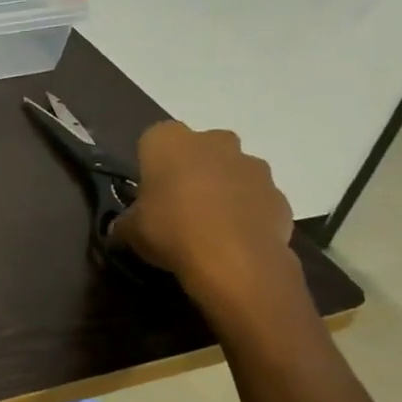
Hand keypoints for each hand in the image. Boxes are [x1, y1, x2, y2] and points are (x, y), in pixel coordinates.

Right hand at [110, 121, 297, 310]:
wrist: (235, 260)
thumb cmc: (171, 231)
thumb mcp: (131, 231)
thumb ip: (126, 222)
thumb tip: (123, 226)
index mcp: (169, 141)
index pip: (153, 140)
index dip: (151, 166)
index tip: (149, 192)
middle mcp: (213, 142)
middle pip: (199, 149)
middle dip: (192, 170)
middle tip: (179, 205)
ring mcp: (251, 166)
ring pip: (232, 171)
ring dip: (223, 190)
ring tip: (210, 227)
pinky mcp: (278, 194)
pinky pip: (256, 199)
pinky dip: (247, 213)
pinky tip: (235, 240)